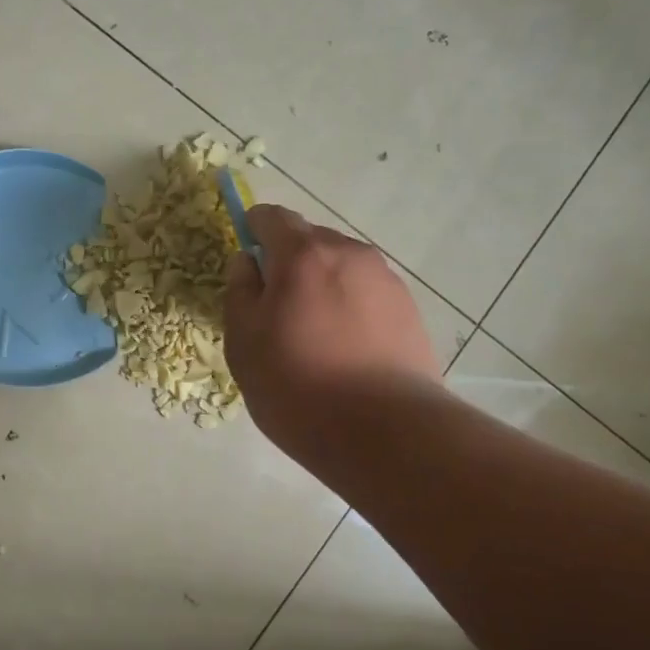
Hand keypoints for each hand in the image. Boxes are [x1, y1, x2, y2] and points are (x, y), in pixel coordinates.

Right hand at [224, 204, 440, 461]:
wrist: (385, 432)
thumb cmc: (297, 385)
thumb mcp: (243, 342)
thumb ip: (240, 291)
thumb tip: (247, 262)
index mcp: (303, 254)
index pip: (272, 217)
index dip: (253, 230)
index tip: (247, 261)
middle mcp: (349, 253)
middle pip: (310, 240)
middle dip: (289, 261)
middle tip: (276, 308)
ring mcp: (386, 280)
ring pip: (341, 267)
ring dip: (321, 285)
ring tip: (313, 333)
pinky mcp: (409, 310)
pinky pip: (366, 293)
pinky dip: (349, 306)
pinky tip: (344, 348)